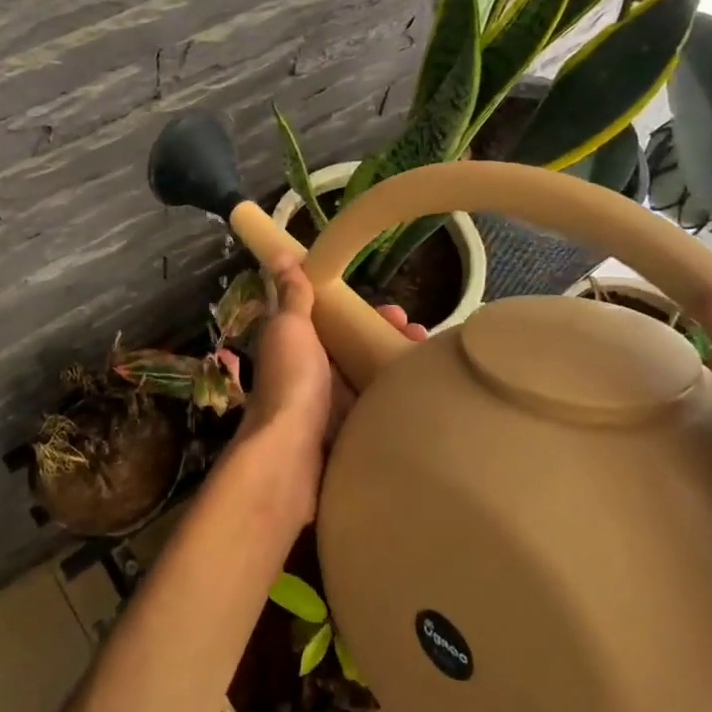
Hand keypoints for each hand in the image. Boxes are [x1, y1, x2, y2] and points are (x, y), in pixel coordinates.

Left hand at [230, 262, 425, 528]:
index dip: (360, 310)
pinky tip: (425, 398)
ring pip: (368, 380)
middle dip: (386, 339)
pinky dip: (397, 403)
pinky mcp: (347, 437)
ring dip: (396, 369)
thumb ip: (292, 296)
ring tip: (431, 363)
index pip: (331, 320)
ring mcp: (329, 408)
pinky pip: (376, 412)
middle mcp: (311, 374)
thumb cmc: (291, 382)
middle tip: (421, 335)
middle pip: (354, 350)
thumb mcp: (290, 328)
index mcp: (296, 345)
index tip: (395, 309)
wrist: (290, 457)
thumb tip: (279, 254)